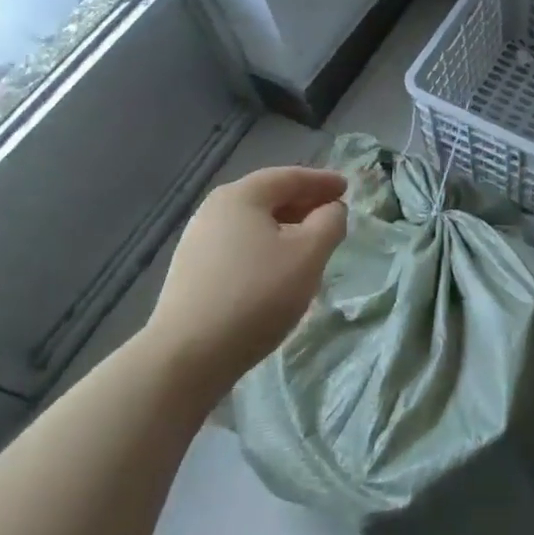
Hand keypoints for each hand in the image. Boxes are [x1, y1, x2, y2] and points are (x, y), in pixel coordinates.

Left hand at [141, 166, 347, 395]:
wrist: (186, 357)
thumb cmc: (257, 294)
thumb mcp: (309, 254)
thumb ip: (330, 222)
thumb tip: (332, 209)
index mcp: (241, 196)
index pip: (290, 177)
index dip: (322, 181)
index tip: (346, 188)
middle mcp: (214, 210)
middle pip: (268, 197)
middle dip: (303, 203)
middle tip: (332, 214)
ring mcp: (197, 242)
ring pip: (253, 224)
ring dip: (285, 228)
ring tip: (310, 244)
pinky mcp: (191, 273)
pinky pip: (239, 247)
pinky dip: (266, 247)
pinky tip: (278, 270)